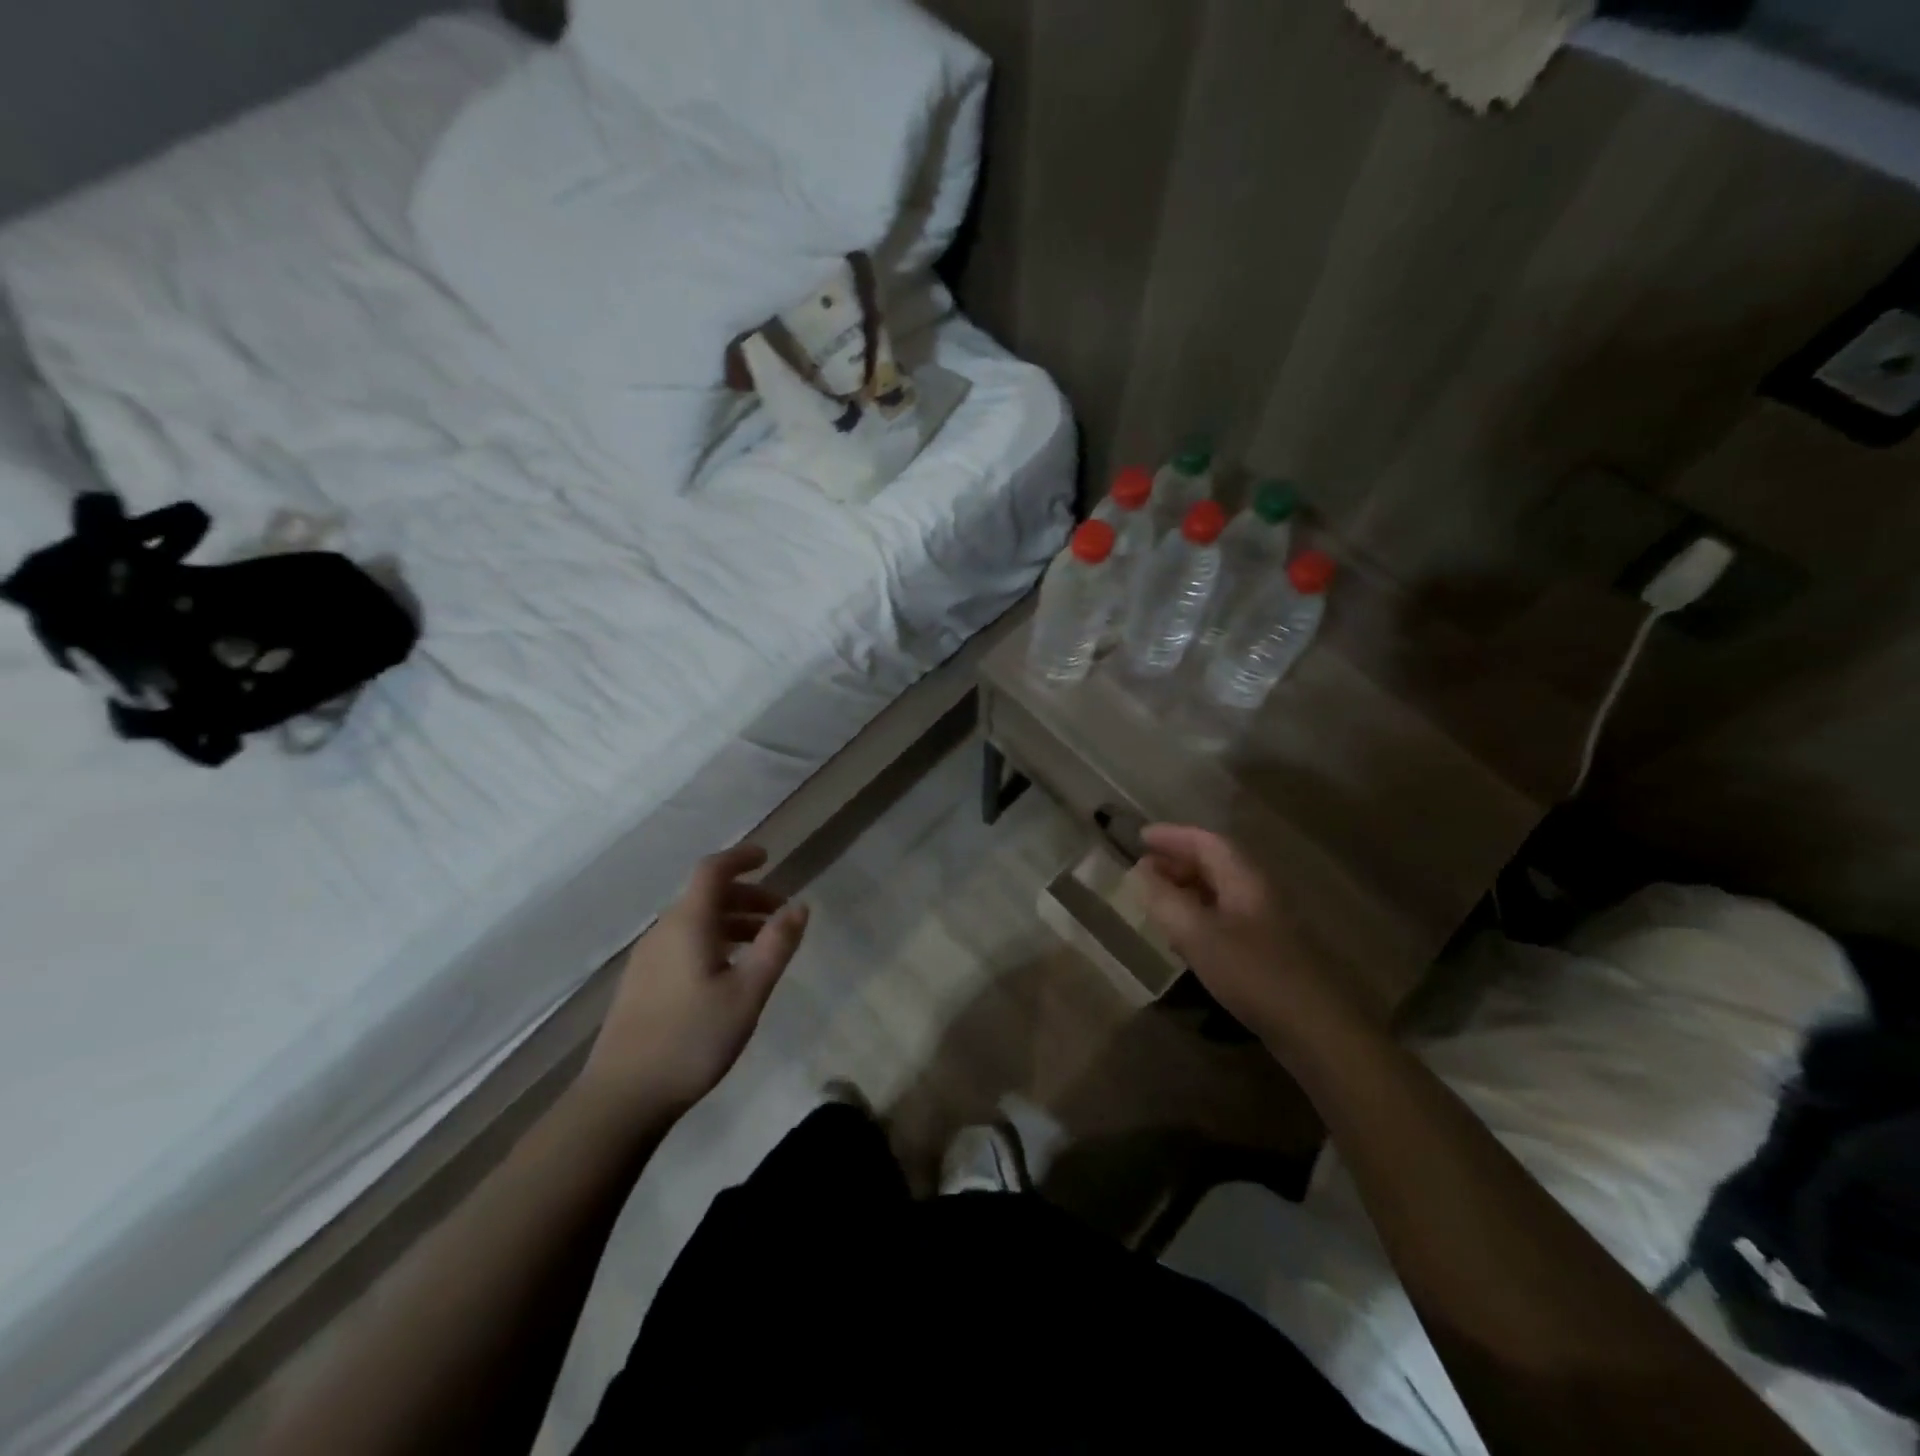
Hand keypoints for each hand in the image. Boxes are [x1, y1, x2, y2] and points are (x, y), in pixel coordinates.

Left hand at [578, 845, 808, 1121]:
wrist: (621, 1097)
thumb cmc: (692, 1039)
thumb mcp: (747, 992)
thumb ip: (776, 945)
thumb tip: (799, 905)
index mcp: (688, 924)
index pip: (713, 871)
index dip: (740, 857)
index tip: (767, 857)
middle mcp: (664, 932)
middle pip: (707, 896)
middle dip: (747, 896)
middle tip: (780, 913)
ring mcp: (648, 959)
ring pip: (696, 922)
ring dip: (732, 922)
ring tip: (763, 944)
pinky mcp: (642, 984)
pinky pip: (684, 943)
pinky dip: (714, 941)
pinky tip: (729, 972)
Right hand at [1134, 824, 1354, 1048]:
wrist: (1314, 1028)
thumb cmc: (1252, 973)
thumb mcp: (1197, 934)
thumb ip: (1165, 899)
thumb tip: (1141, 870)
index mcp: (1244, 878)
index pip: (1206, 842)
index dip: (1172, 835)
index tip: (1140, 837)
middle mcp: (1257, 892)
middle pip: (1215, 863)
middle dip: (1177, 860)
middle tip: (1143, 868)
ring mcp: (1265, 921)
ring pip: (1219, 891)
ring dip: (1186, 887)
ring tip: (1156, 897)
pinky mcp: (1266, 950)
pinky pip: (1224, 916)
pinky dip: (1197, 912)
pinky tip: (1183, 934)